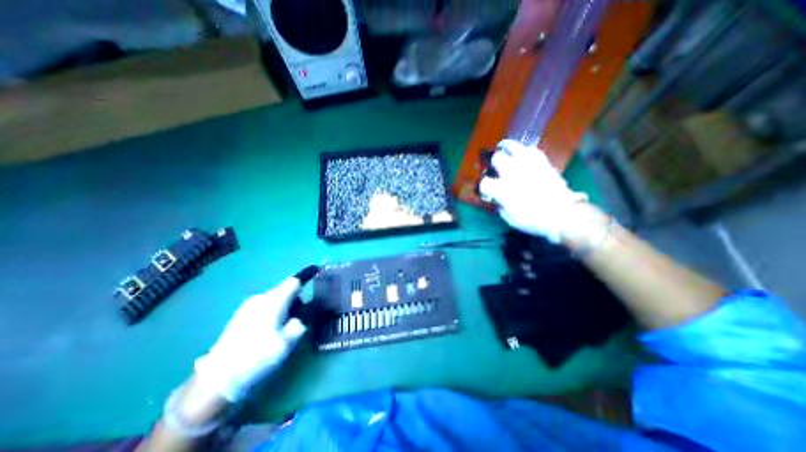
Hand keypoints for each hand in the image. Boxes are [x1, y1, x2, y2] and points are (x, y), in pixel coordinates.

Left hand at [192, 277, 309, 399]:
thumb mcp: (287, 342)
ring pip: (275, 299)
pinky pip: (265, 306)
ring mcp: (248, 306)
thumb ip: (301, 322)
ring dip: (284, 307)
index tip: (316, 271)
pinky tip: (269, 331)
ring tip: (282, 329)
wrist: (217, 378)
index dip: (307, 275)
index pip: (294, 281)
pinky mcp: (241, 315)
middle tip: (299, 319)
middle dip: (296, 300)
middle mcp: (261, 298)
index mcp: (273, 301)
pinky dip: (273, 312)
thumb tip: (305, 313)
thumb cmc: (257, 357)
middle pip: (285, 291)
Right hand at [478, 138, 603, 246]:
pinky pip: (530, 149)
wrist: (561, 214)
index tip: (488, 191)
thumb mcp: (509, 217)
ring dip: (506, 148)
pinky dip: (524, 151)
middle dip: (494, 164)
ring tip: (504, 149)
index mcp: (502, 189)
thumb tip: (496, 197)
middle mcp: (512, 173)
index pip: (484, 182)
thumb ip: (499, 204)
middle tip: (496, 168)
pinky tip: (522, 155)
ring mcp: (527, 164)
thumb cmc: (532, 219)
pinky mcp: (541, 161)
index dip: (484, 187)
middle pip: (496, 158)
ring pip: (512, 146)